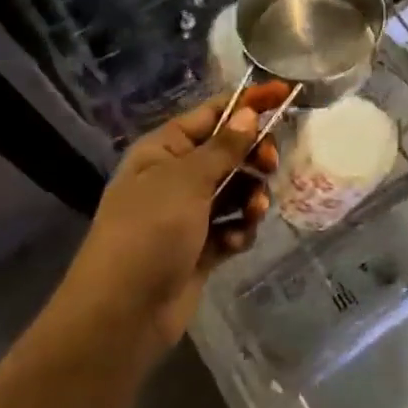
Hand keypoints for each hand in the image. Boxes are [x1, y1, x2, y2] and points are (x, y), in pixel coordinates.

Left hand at [67, 82, 291, 354]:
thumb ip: (224, 146)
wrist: (121, 315)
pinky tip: (235, 242)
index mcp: (163, 150)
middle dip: (253, 157)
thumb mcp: (187, 180)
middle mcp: (175, 177)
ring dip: (250, 198)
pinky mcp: (200, 247)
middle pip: (229, 151)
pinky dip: (239, 230)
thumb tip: (248, 112)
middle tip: (269, 165)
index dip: (248, 102)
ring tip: (253, 213)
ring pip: (236, 190)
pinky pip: (232, 225)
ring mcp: (187, 214)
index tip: (285, 92)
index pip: (212, 113)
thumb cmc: (148, 232)